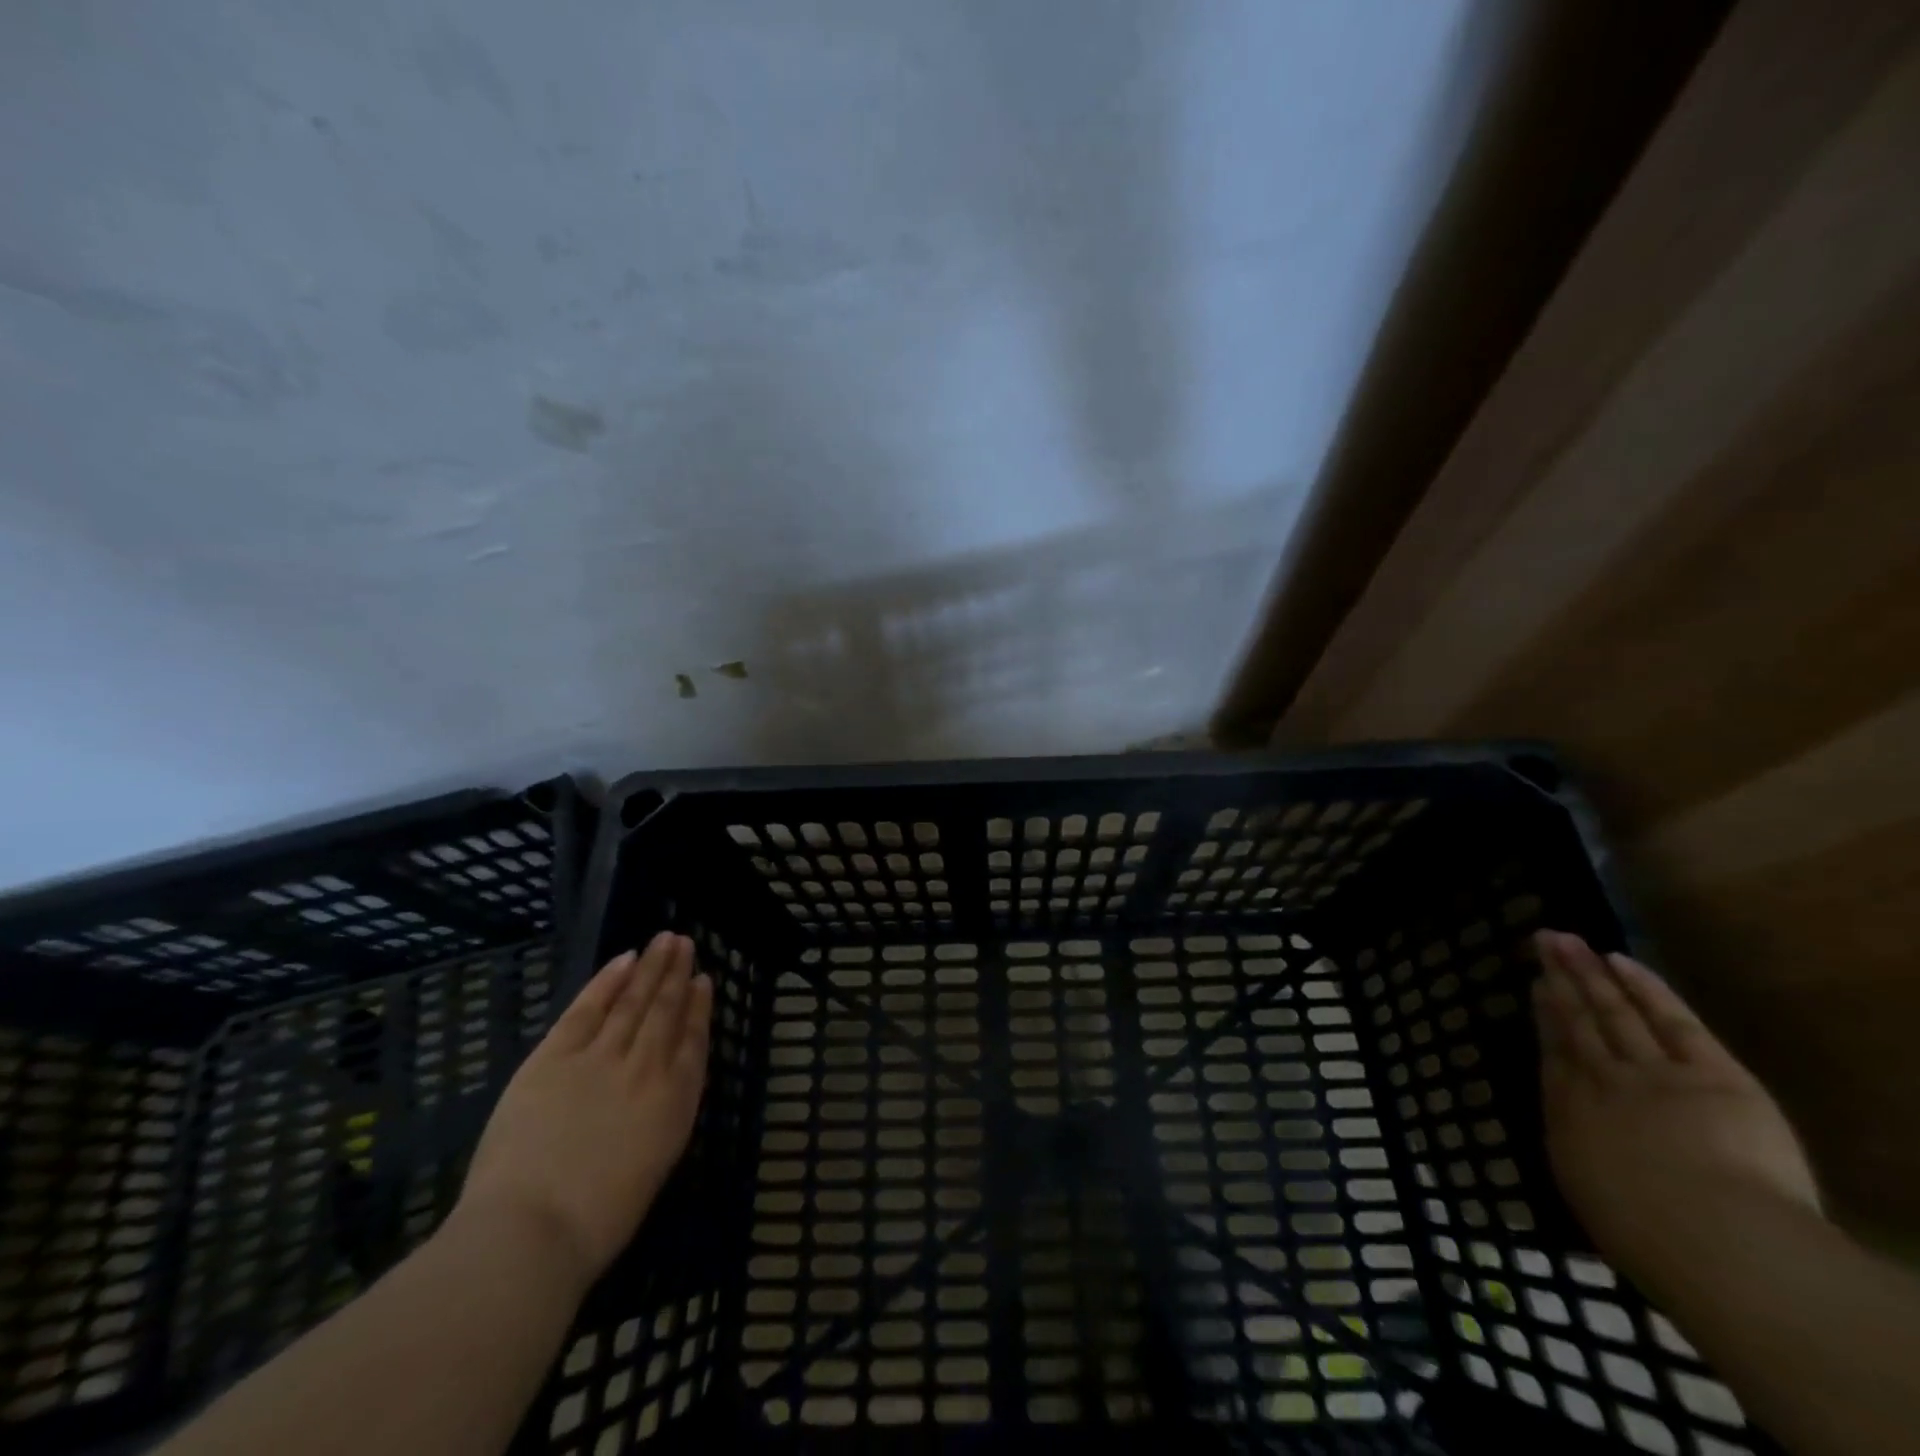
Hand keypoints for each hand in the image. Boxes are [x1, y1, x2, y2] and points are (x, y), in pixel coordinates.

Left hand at [456, 933, 711, 1291]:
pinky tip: (623, 960)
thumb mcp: (653, 1165)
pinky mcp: (555, 1056)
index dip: (699, 1007)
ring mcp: (601, 1057)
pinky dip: (607, 981)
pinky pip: (588, 1008)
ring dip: (650, 967)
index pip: (693, 1040)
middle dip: (676, 974)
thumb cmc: (596, 1221)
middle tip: (684, 942)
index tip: (703, 980)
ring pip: (633, 1001)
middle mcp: (646, 1068)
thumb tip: (660, 1086)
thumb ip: (661, 1115)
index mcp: (674, 1101)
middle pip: (665, 1010)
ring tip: (664, 940)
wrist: (531, 1231)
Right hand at [1532, 931, 1820, 1288]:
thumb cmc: (1644, 1235)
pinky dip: (1644, 987)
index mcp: (1571, 1113)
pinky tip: (1619, 960)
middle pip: (1578, 1020)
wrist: (1713, 1236)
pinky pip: (1672, 1020)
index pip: (1554, 1052)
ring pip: (1614, 1010)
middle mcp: (1602, 1080)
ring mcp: (1653, 1071)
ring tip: (1568, 940)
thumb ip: (1581, 1156)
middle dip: (1561, 978)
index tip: (1536, 986)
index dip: (1545, 1015)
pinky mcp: (1710, 1073)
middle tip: (1543, 939)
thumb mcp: (1590, 1197)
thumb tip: (1573, 1138)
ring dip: (1589, 971)